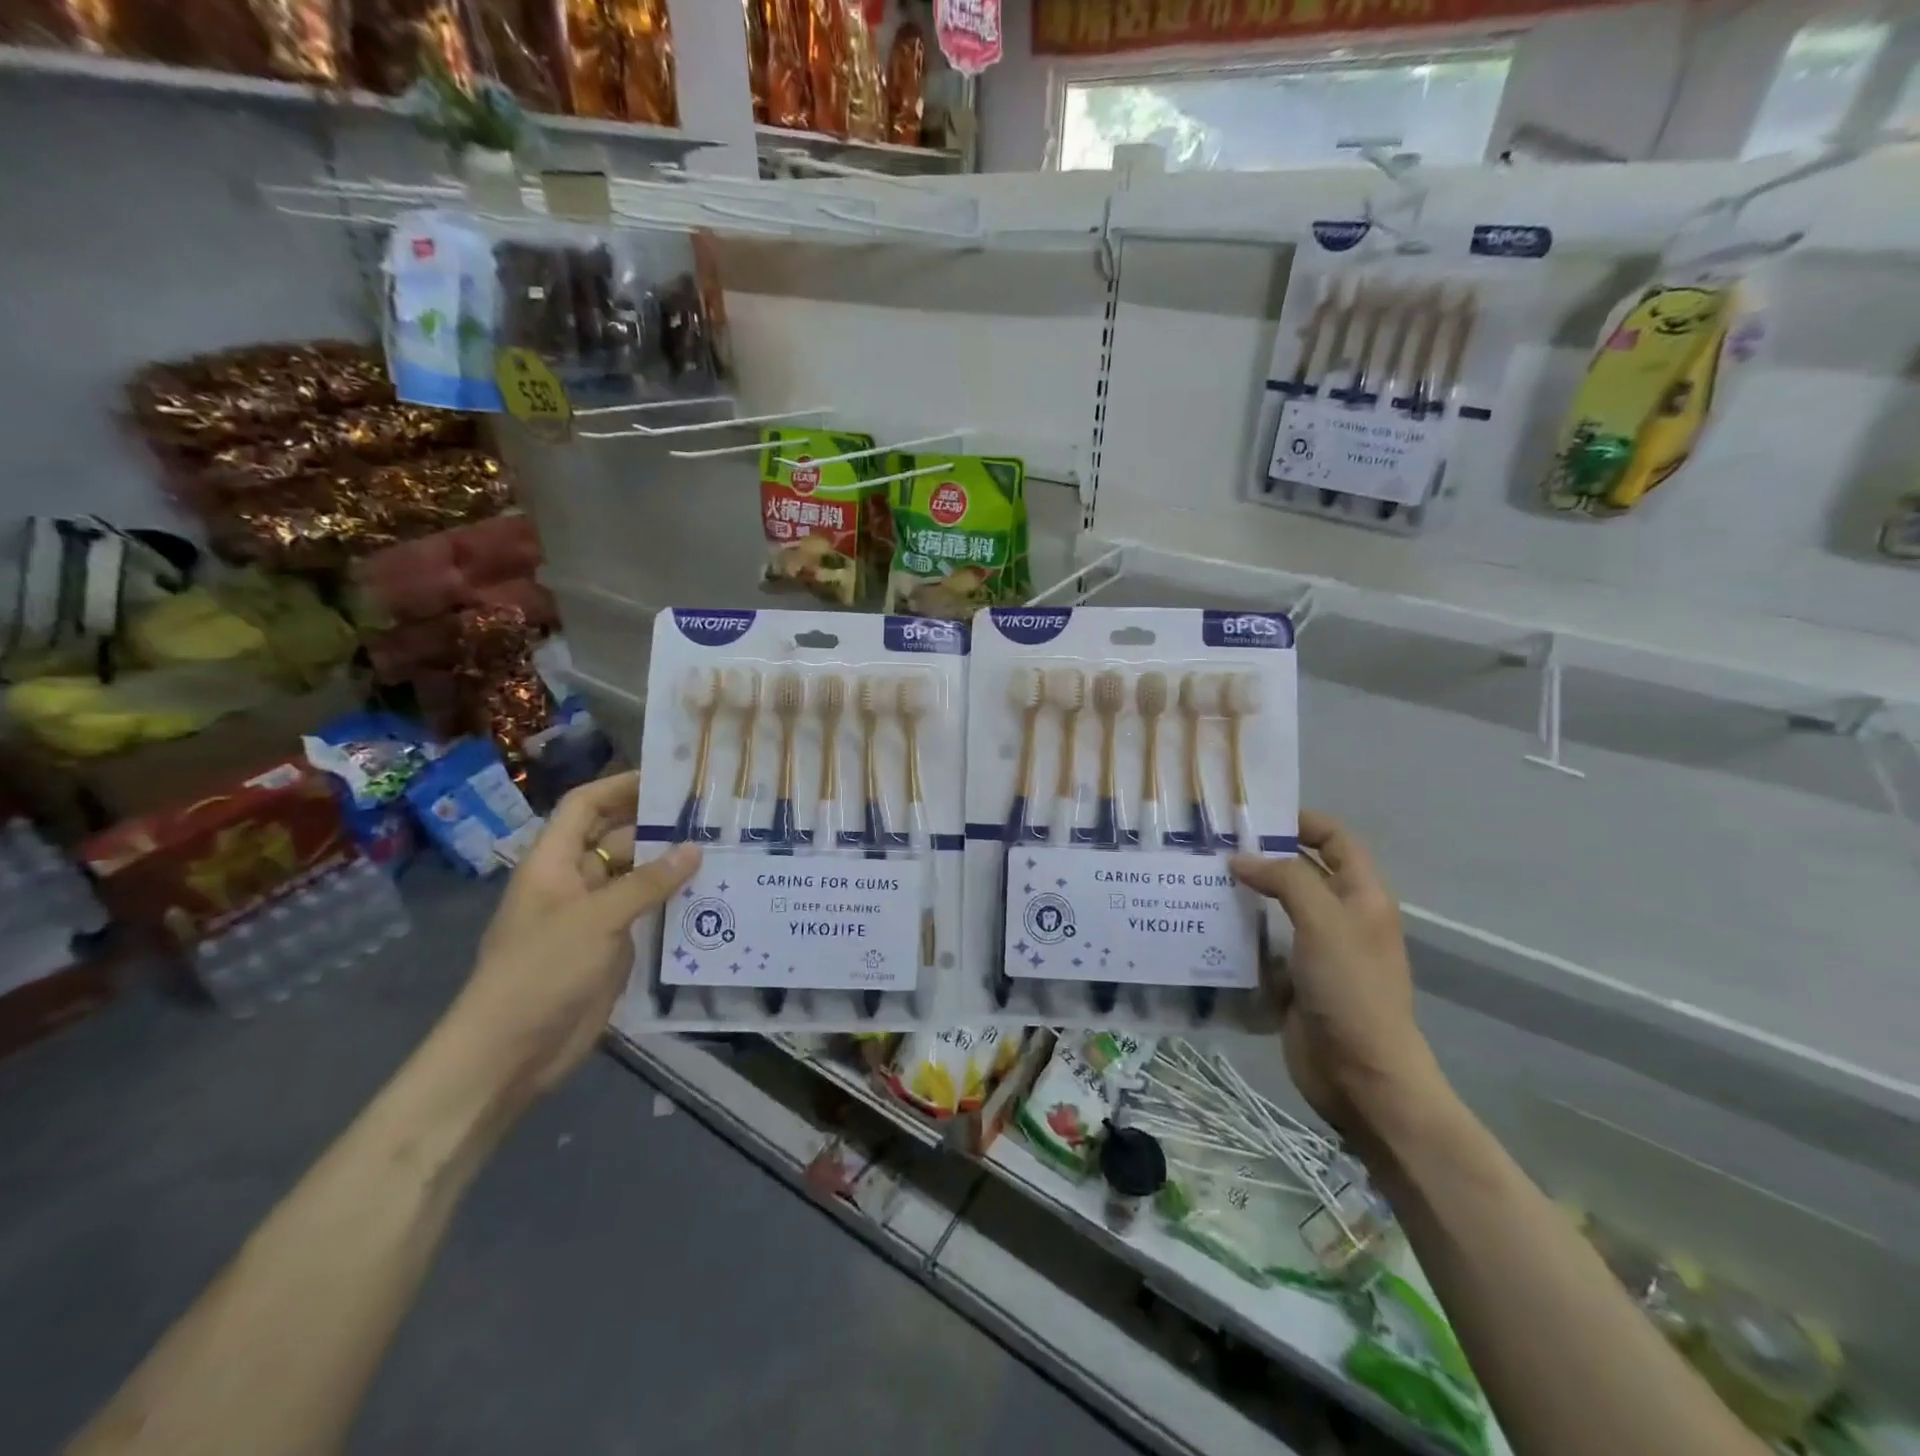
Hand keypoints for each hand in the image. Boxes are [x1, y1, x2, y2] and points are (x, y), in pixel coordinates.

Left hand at [445, 771, 698, 1105]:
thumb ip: (647, 883)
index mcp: (553, 863)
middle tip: (710, 814)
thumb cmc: (541, 972)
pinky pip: (646, 914)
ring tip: (722, 851)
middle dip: (656, 825)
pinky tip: (711, 897)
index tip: (667, 778)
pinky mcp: (611, 947)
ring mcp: (593, 916)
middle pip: (616, 839)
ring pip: (636, 878)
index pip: (584, 807)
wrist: (511, 1053)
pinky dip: (673, 903)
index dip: (619, 786)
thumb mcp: (596, 920)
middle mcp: (574, 882)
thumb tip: (694, 849)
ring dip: (671, 866)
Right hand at [1229, 811, 1440, 1140]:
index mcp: (1362, 896)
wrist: (1361, 1076)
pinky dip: (1239, 933)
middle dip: (1263, 856)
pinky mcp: (1294, 980)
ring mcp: (1317, 951)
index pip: (1335, 840)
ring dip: (1245, 894)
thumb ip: (1286, 880)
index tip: (1253, 816)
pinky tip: (1205, 926)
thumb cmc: (1351, 991)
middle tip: (1213, 846)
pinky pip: (1263, 945)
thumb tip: (1240, 859)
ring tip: (1200, 880)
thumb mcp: (1324, 923)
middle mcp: (1341, 917)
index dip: (1301, 821)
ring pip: (1277, 908)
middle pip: (1302, 871)